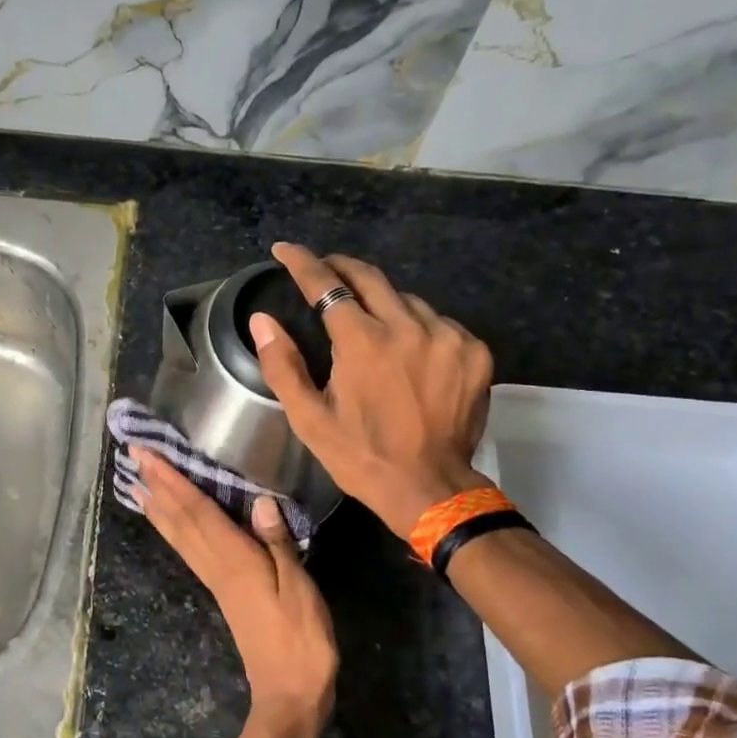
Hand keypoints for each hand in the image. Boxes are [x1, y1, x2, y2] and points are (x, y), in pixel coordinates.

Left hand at [130, 448, 337, 727]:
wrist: (290, 692)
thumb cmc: (302, 639)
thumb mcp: (299, 588)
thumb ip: (278, 543)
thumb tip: (259, 500)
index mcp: (234, 560)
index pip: (196, 510)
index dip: (171, 480)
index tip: (146, 454)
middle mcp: (216, 566)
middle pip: (180, 520)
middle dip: (156, 486)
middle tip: (133, 457)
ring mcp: (216, 580)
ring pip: (179, 536)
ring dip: (158, 507)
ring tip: (137, 484)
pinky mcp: (221, 592)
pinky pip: (189, 551)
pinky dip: (174, 531)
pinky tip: (171, 525)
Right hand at [251, 243, 493, 540]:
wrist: (430, 488)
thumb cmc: (360, 456)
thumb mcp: (309, 419)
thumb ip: (282, 365)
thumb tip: (262, 320)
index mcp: (363, 342)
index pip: (327, 284)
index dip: (302, 262)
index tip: (284, 249)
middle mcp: (408, 327)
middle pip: (370, 277)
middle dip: (341, 266)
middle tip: (322, 268)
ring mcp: (447, 336)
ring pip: (406, 300)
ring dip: (381, 302)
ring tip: (366, 319)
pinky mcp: (474, 352)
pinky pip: (438, 323)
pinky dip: (416, 326)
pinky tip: (407, 348)